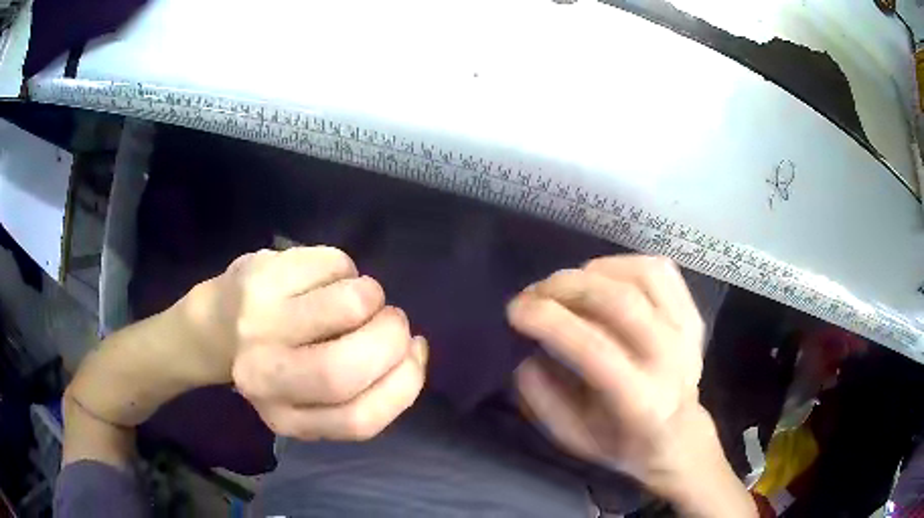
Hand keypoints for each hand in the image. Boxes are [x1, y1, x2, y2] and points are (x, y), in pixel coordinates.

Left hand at [180, 246, 427, 440]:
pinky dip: (346, 270)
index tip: (414, 354)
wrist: (214, 326)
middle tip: (394, 322)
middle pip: (347, 368)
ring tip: (359, 297)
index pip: (361, 419)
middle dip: (391, 338)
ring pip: (348, 305)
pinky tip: (327, 278)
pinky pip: (334, 264)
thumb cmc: (275, 364)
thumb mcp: (314, 401)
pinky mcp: (259, 275)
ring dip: (372, 297)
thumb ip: (362, 394)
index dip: (404, 383)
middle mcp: (266, 378)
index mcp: (287, 418)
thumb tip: (413, 352)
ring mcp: (259, 322)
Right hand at [507, 255, 715, 490]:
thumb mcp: (573, 437)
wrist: (678, 436)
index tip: (515, 310)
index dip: (551, 322)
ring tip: (566, 285)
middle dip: (567, 287)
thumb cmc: (621, 441)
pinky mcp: (693, 313)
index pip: (596, 350)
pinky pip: (660, 270)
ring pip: (643, 276)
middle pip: (622, 303)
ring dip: (594, 272)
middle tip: (533, 292)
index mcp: (643, 402)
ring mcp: (687, 331)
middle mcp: (673, 360)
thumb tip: (527, 351)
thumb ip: (544, 399)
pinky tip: (600, 277)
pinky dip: (623, 264)